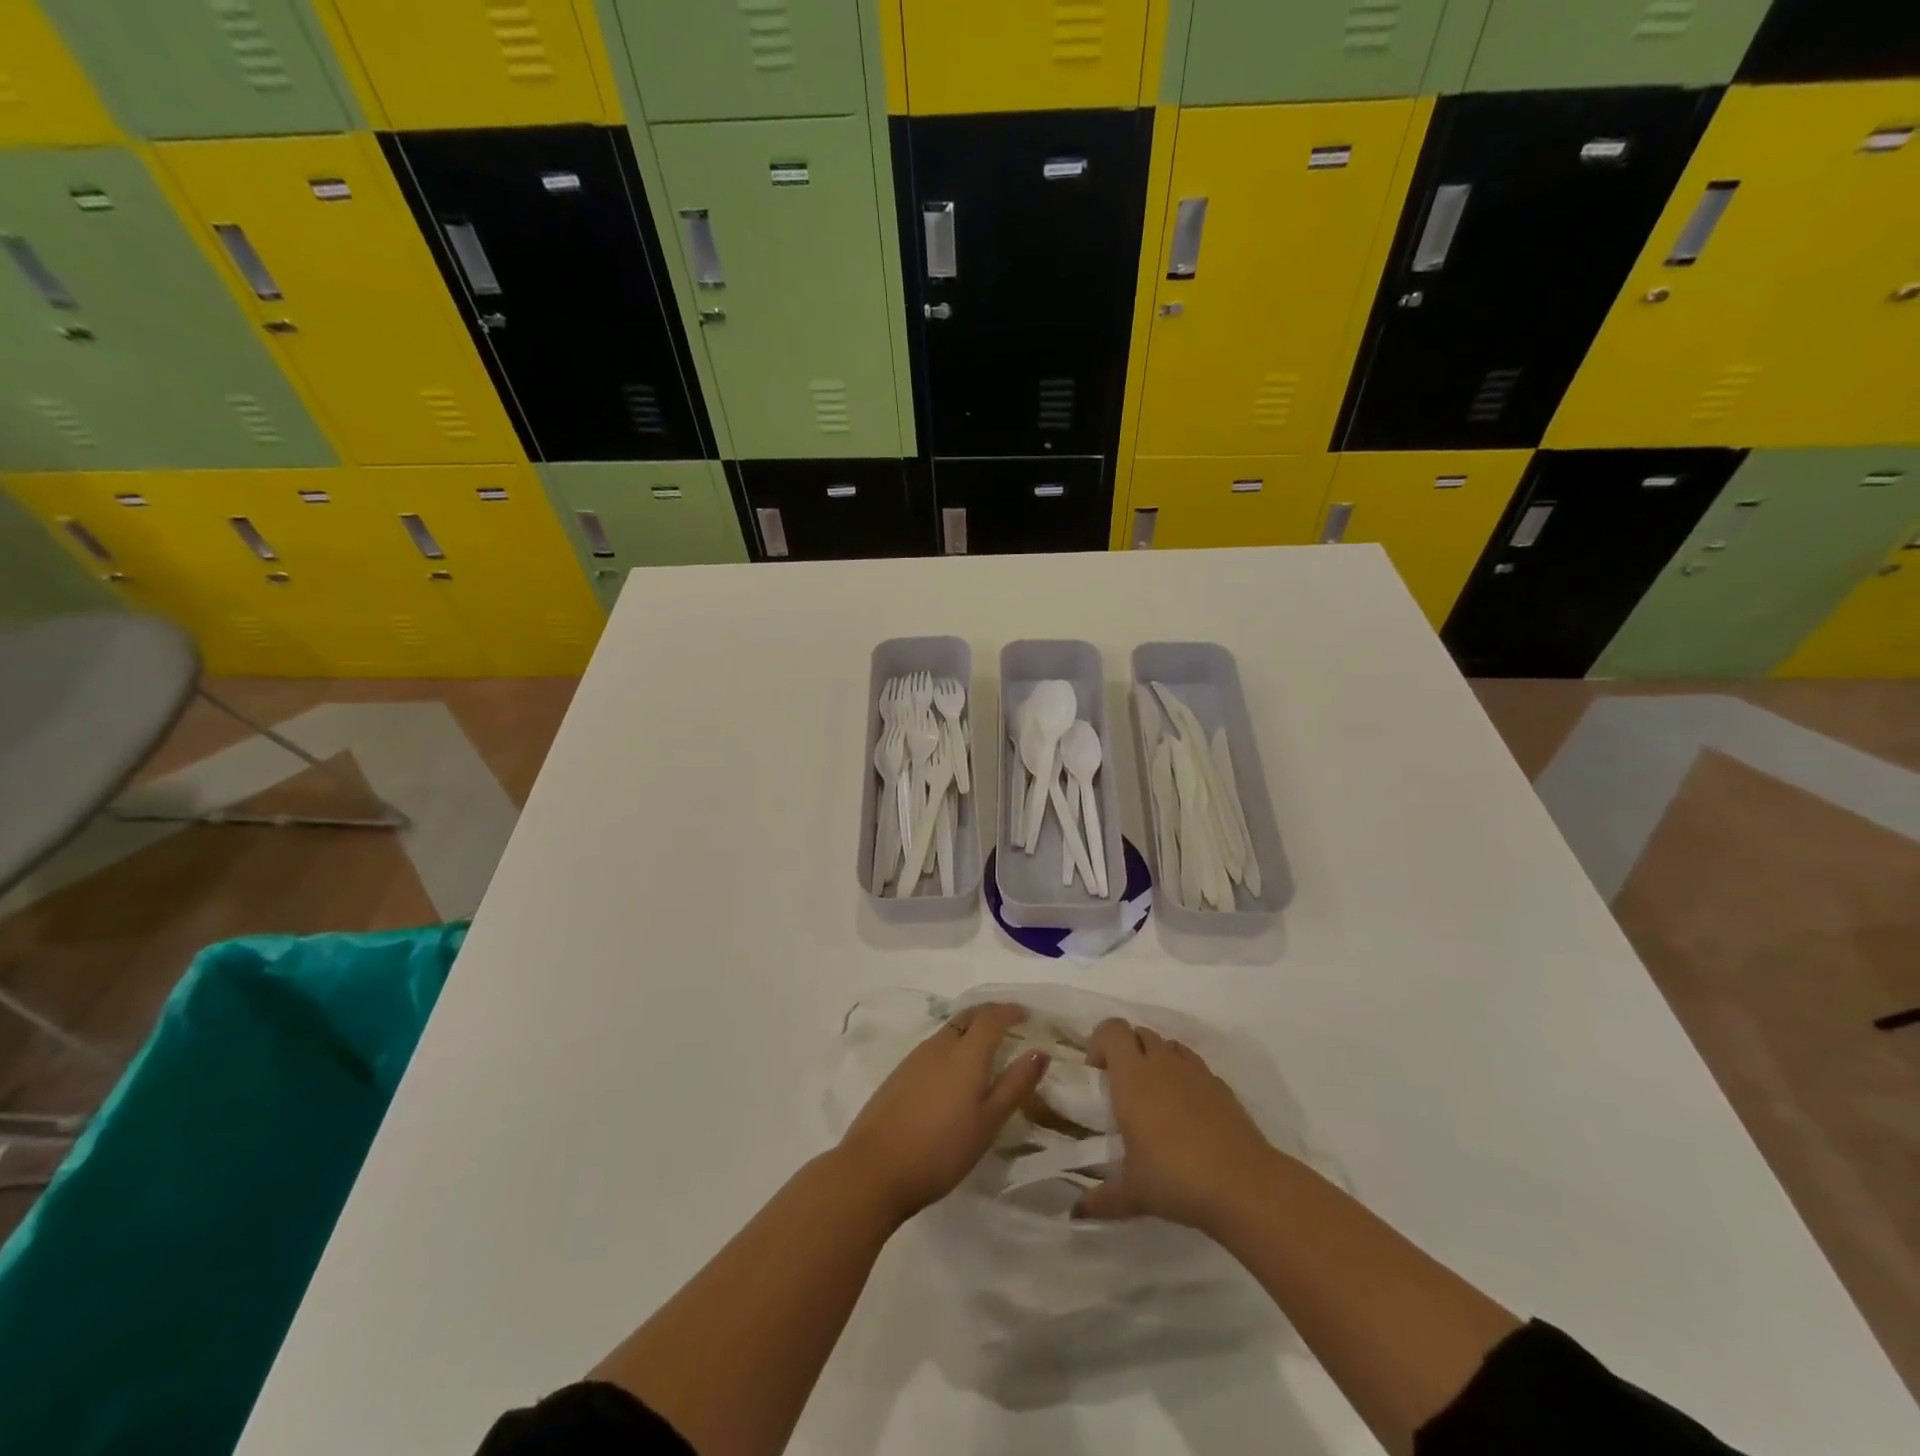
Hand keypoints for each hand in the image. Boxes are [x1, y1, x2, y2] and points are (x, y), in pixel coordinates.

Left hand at [837, 1002, 1048, 1226]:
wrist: (874, 1168)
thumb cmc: (941, 1149)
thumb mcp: (988, 1121)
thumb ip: (1015, 1084)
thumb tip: (1040, 1051)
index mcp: (966, 1052)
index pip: (991, 1016)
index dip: (1010, 1011)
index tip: (1026, 1016)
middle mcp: (940, 1045)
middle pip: (968, 1017)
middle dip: (990, 1015)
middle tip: (1009, 1026)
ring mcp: (915, 1058)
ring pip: (948, 1032)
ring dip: (969, 1031)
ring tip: (985, 1051)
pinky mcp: (898, 1074)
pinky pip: (933, 1048)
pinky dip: (951, 1048)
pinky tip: (953, 1075)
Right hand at [1076, 1017, 1275, 1232]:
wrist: (1244, 1185)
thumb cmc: (1176, 1178)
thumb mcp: (1133, 1193)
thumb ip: (1102, 1198)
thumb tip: (1076, 1212)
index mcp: (1133, 1077)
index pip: (1111, 1029)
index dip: (1100, 1043)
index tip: (1098, 1074)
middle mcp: (1162, 1063)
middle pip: (1139, 1033)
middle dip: (1127, 1051)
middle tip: (1124, 1089)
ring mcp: (1195, 1071)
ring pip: (1168, 1045)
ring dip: (1156, 1060)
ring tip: (1156, 1099)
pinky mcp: (1221, 1085)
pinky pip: (1194, 1066)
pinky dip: (1184, 1077)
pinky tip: (1187, 1114)